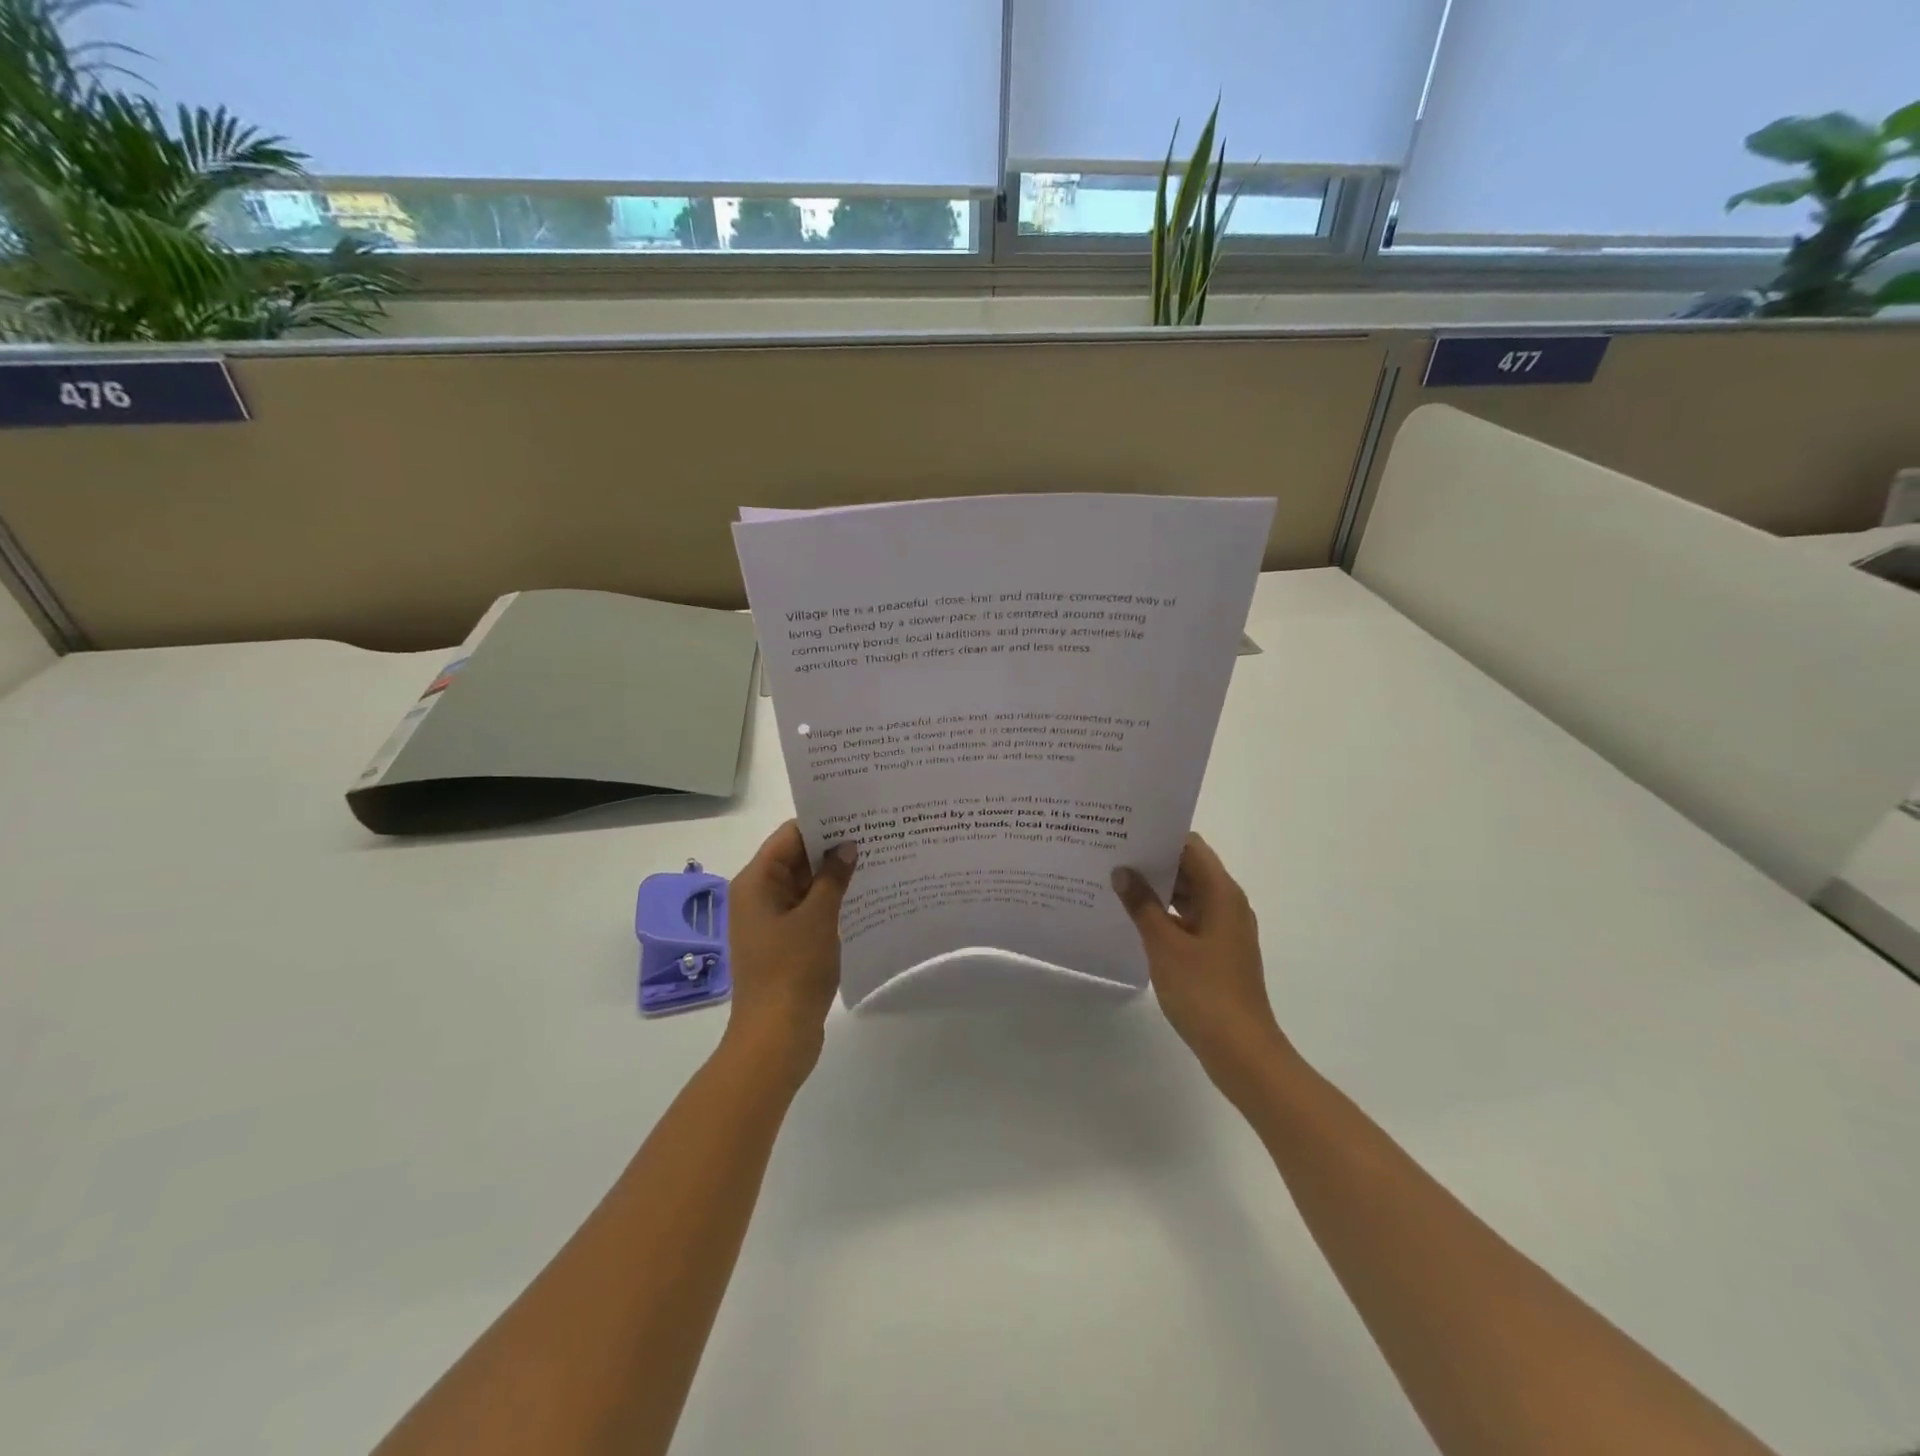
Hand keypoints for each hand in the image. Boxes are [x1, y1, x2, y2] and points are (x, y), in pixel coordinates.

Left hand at [724, 821, 856, 1085]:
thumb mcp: (818, 918)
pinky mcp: (783, 942)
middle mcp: (758, 895)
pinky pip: (807, 909)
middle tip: (875, 833)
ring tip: (876, 859)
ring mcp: (770, 920)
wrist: (776, 1038)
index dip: (822, 822)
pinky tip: (862, 896)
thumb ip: (832, 877)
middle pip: (796, 858)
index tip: (858, 812)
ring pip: (804, 884)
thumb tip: (847, 846)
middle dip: (832, 847)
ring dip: (833, 875)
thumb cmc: (793, 971)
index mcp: (756, 882)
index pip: (790, 836)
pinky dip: (830, 901)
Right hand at [1113, 833, 1293, 1104]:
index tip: (1124, 832)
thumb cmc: (1205, 992)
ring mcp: (1224, 929)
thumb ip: (1142, 904)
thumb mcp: (1165, 945)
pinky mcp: (1217, 951)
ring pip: (1188, 894)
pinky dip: (1164, 914)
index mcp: (1222, 893)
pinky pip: (1188, 919)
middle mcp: (1227, 904)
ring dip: (1157, 889)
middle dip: (1153, 861)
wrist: (1241, 1051)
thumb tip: (1122, 871)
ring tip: (1115, 884)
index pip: (1190, 846)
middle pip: (1189, 868)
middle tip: (1111, 855)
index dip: (1159, 836)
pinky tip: (1134, 920)